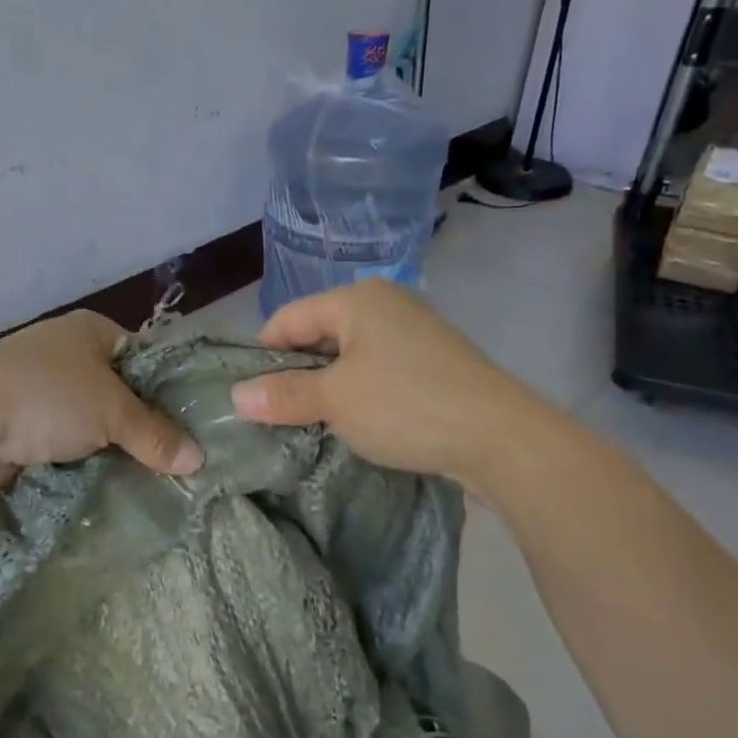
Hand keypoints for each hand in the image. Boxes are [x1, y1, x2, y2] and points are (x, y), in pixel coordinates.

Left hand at [0, 311, 203, 493]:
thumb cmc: (45, 397)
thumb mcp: (111, 412)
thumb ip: (156, 434)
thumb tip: (199, 460)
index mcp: (91, 330)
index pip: (146, 357)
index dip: (171, 389)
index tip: (196, 427)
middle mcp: (67, 353)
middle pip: (120, 393)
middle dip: (143, 426)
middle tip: (179, 462)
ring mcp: (42, 389)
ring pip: (93, 422)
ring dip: (112, 448)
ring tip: (152, 479)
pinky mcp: (23, 423)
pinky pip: (66, 443)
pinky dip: (84, 461)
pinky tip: (110, 485)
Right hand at [229, 280, 555, 488]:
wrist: (501, 438)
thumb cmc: (406, 406)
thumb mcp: (334, 401)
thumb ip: (283, 394)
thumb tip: (236, 397)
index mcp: (357, 299)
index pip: (287, 319)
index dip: (263, 356)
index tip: (251, 397)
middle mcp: (384, 304)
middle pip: (317, 335)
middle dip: (295, 374)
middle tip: (279, 415)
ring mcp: (412, 333)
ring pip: (346, 356)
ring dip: (326, 388)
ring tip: (313, 423)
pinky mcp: (431, 363)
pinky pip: (376, 371)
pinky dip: (358, 393)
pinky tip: (355, 423)